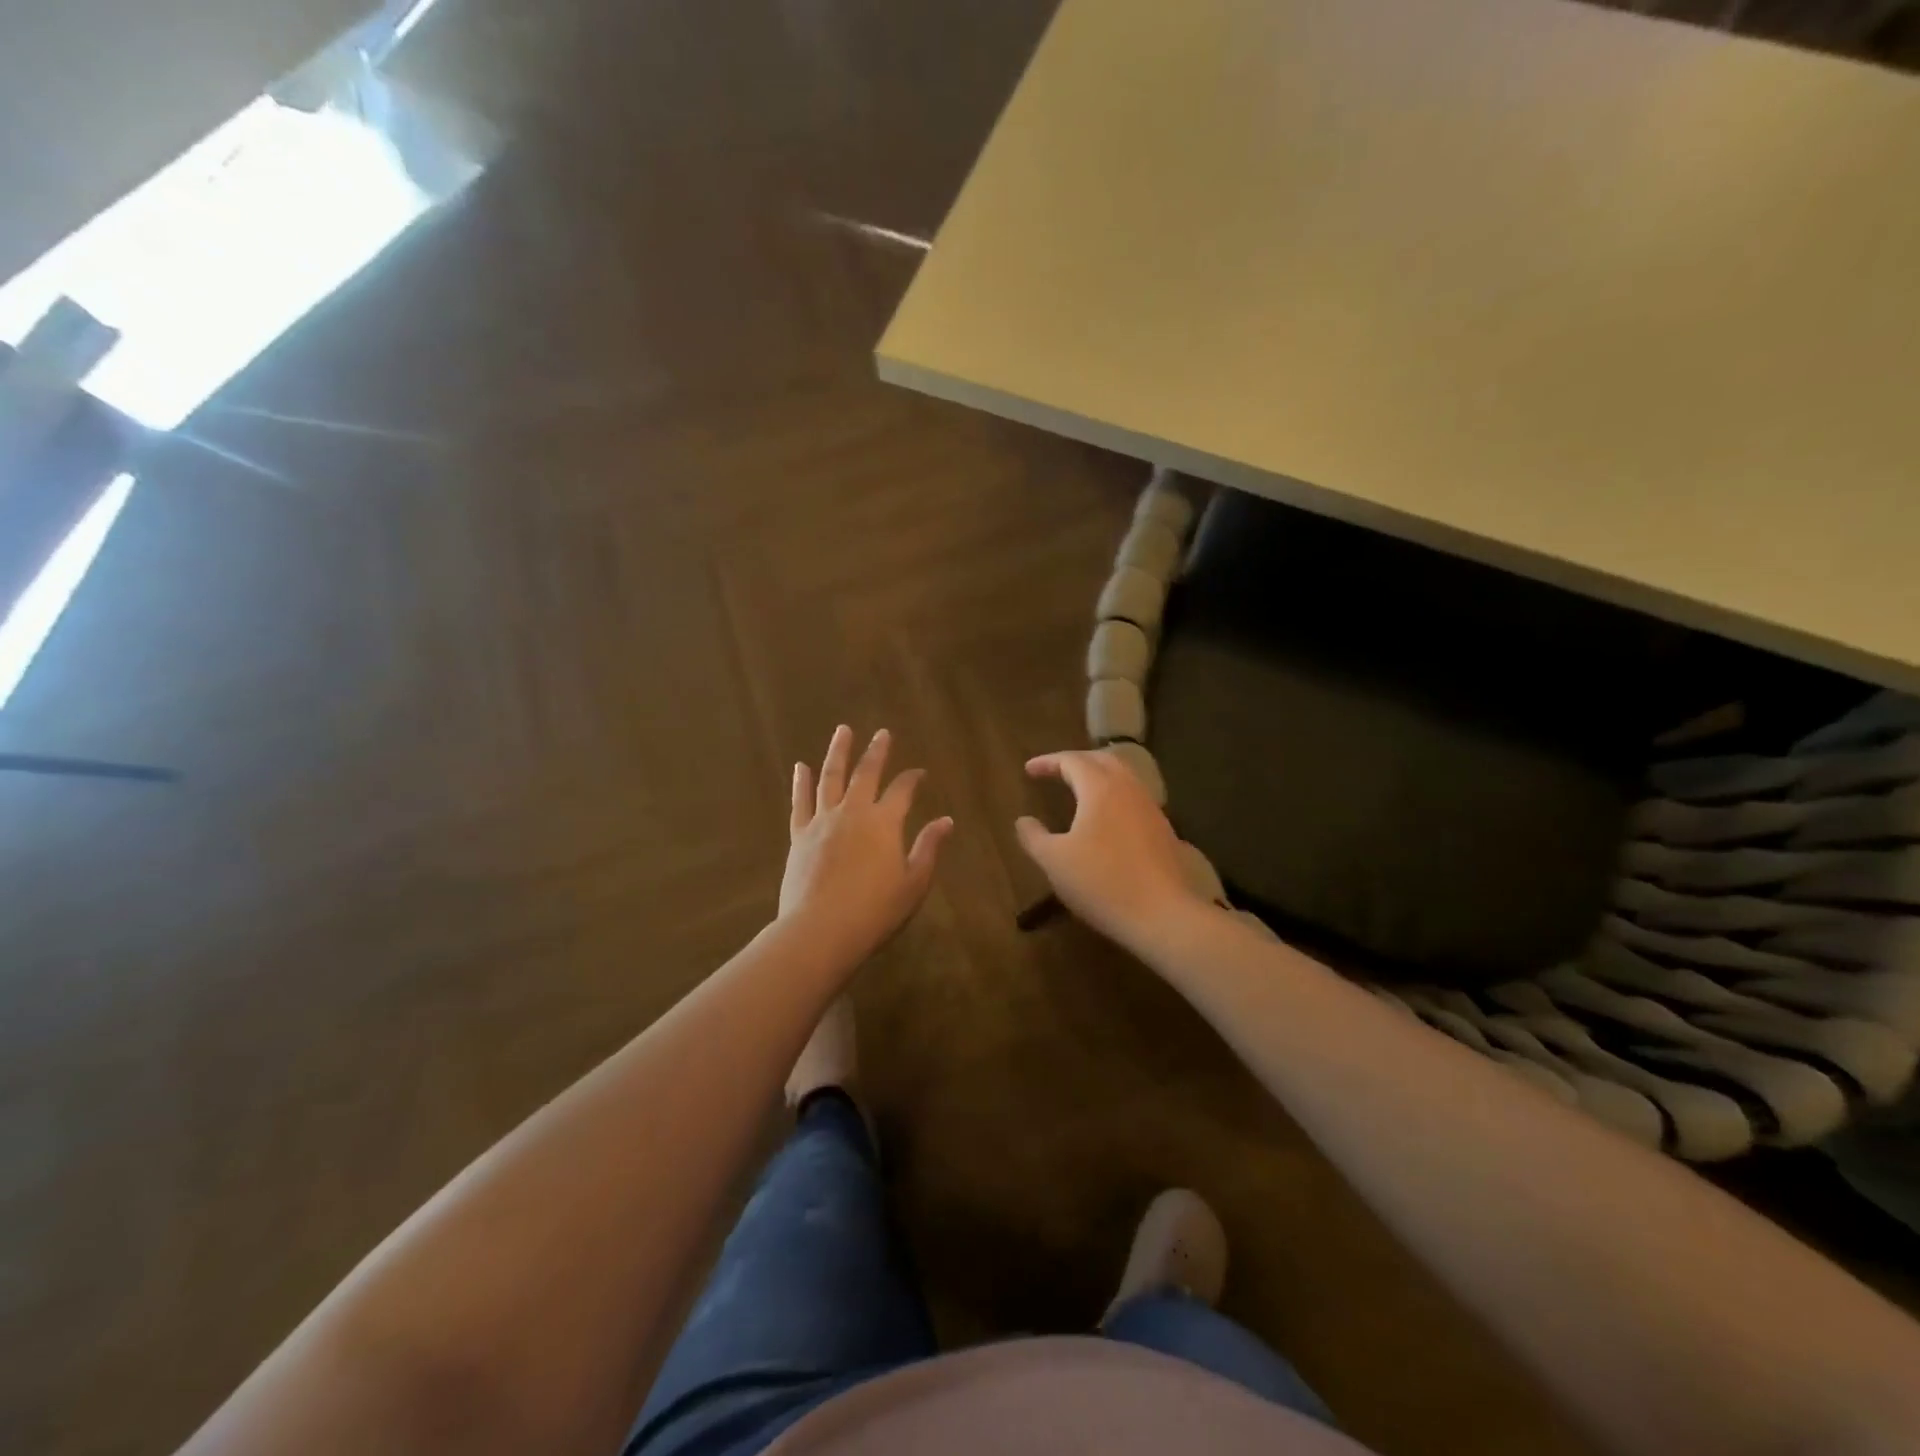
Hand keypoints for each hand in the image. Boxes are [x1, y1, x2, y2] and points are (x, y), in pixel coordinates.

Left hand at [779, 726, 952, 968]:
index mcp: (884, 822)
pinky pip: (800, 802)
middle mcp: (853, 812)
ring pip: (830, 778)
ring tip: (842, 731)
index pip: (903, 790)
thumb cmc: (875, 911)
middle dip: (877, 752)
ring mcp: (822, 821)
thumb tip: (946, 821)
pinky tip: (800, 767)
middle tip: (882, 733)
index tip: (920, 773)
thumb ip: (928, 848)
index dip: (913, 779)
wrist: (820, 931)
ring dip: (838, 753)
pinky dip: (801, 783)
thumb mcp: (913, 883)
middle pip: (866, 774)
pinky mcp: (799, 836)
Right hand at [1015, 749, 1210, 948]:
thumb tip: (1023, 821)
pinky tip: (1107, 820)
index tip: (1029, 770)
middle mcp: (1129, 790)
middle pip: (1103, 760)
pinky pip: (1135, 800)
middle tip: (1056, 771)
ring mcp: (1151, 809)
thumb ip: (1034, 836)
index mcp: (1100, 788)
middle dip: (1077, 761)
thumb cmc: (1101, 882)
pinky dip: (1115, 798)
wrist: (1163, 915)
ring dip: (1099, 777)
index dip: (1048, 762)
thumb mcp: (1054, 861)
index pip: (1072, 761)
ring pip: (1124, 779)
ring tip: (1080, 791)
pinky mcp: (1164, 831)